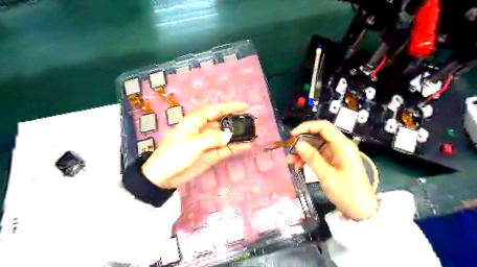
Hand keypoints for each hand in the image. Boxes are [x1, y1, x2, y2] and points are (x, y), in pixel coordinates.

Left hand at [142, 102, 250, 187]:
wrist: (164, 176)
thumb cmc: (174, 154)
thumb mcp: (193, 144)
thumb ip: (213, 138)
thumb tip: (229, 135)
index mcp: (196, 121)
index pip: (216, 110)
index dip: (231, 107)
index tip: (245, 107)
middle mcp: (203, 129)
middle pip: (223, 122)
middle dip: (236, 121)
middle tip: (251, 122)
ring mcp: (208, 142)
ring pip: (226, 136)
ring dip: (237, 135)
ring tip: (251, 134)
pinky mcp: (211, 154)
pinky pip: (226, 149)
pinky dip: (235, 147)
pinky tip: (246, 146)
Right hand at [287, 120, 375, 218]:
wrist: (361, 211)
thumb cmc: (347, 192)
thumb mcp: (326, 175)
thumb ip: (312, 157)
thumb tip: (298, 143)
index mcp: (342, 145)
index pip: (323, 126)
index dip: (306, 127)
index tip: (292, 135)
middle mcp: (340, 146)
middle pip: (318, 135)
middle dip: (302, 142)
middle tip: (289, 151)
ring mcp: (336, 154)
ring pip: (315, 145)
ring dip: (302, 151)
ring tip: (290, 161)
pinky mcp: (333, 161)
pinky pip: (317, 155)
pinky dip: (307, 158)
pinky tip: (298, 166)